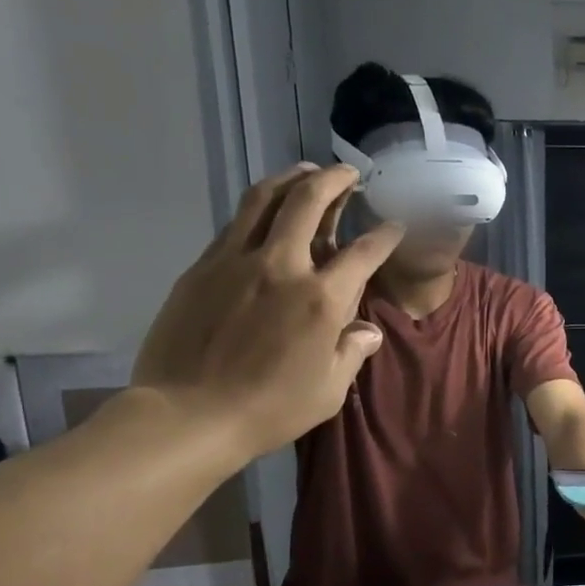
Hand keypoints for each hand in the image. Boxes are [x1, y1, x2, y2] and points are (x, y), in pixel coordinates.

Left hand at [132, 165, 401, 464]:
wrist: (189, 414)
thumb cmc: (270, 409)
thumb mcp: (328, 390)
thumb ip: (352, 352)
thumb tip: (367, 331)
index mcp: (322, 299)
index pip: (363, 252)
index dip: (385, 234)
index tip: (394, 224)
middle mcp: (282, 266)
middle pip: (309, 201)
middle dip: (335, 180)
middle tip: (348, 173)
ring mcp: (236, 261)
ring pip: (265, 199)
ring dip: (290, 178)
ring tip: (305, 171)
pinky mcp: (203, 267)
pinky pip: (235, 224)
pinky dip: (257, 208)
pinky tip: (264, 211)